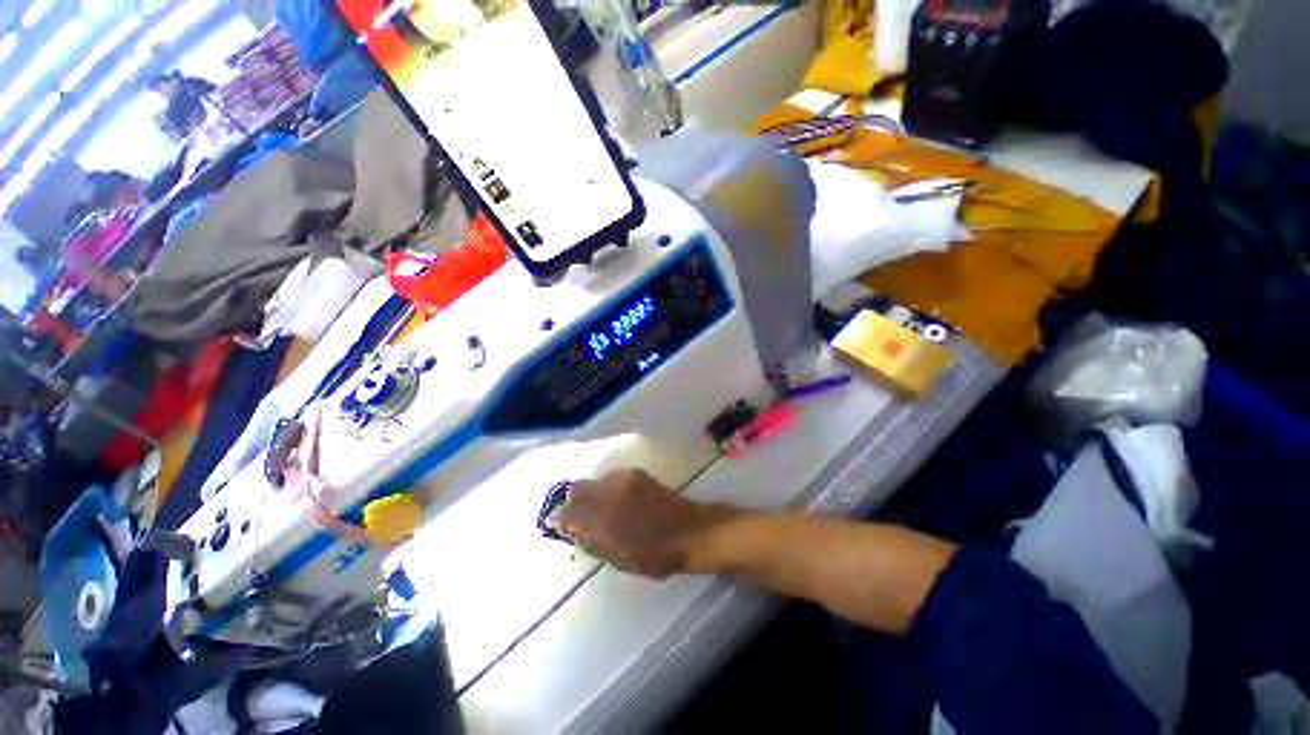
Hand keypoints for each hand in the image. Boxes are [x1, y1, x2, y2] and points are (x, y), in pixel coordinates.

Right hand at [552, 469, 726, 578]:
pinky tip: (619, 500)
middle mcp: (609, 493)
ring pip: (594, 481)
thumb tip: (566, 528)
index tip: (559, 525)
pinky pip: (610, 478)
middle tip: (579, 517)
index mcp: (603, 520)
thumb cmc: (654, 555)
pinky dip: (607, 488)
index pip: (567, 512)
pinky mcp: (636, 473)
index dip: (559, 519)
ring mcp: (623, 479)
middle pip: (576, 488)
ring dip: (591, 494)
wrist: (689, 531)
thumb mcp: (616, 558)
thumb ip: (589, 541)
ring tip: (603, 510)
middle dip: (573, 501)